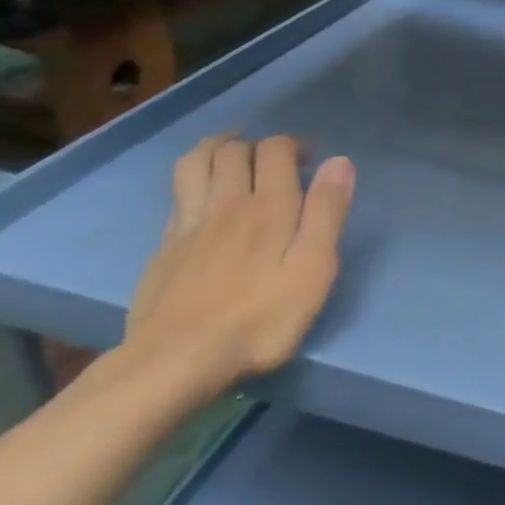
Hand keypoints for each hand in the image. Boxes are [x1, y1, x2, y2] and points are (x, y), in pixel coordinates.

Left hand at [120, 135, 354, 401]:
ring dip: (217, 148)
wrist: (177, 360)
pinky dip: (194, 179)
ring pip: (195, 163)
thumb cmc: (261, 317)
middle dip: (259, 144)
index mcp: (268, 207)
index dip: (294, 144)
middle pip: (234, 150)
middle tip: (280, 159)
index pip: (275, 150)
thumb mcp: (313, 269)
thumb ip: (327, 213)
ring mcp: (189, 224)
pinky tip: (204, 195)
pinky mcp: (165, 247)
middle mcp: (226, 203)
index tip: (312, 158)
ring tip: (235, 152)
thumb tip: (339, 162)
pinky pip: (178, 194)